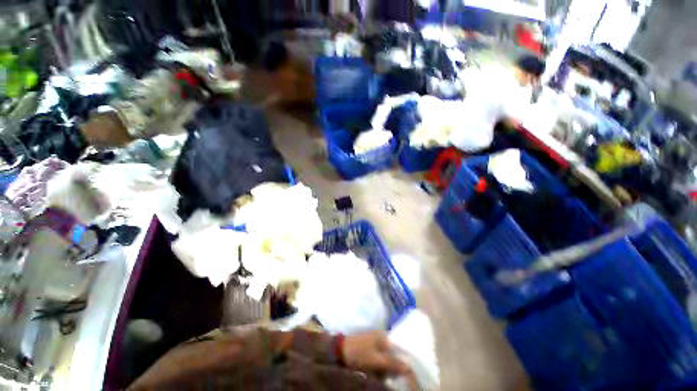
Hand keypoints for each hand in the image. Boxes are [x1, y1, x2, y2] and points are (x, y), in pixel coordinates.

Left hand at [341, 331, 409, 374]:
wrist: (339, 351)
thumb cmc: (359, 353)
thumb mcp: (376, 360)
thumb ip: (392, 363)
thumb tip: (409, 367)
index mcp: (384, 336)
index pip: (399, 347)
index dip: (404, 359)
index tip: (408, 371)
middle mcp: (381, 336)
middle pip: (393, 352)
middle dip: (396, 364)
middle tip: (397, 376)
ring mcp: (374, 341)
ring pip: (387, 356)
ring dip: (388, 366)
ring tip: (389, 375)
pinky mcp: (368, 347)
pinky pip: (379, 357)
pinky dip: (381, 365)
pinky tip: (381, 372)